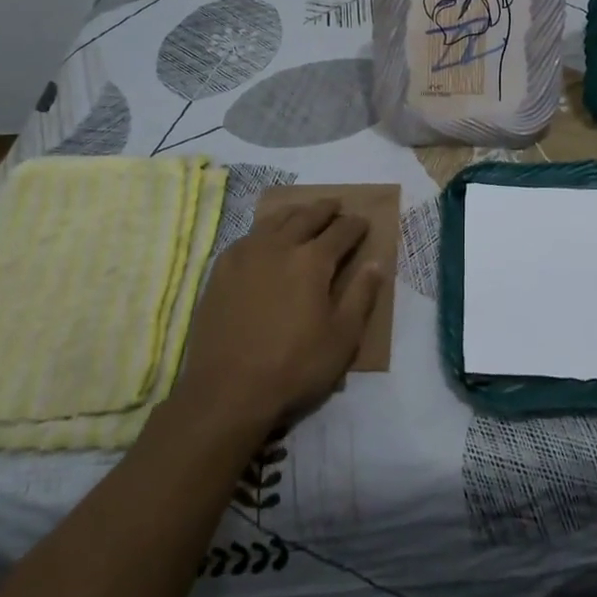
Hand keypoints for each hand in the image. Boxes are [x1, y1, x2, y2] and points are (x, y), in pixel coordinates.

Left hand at [171, 199, 381, 434]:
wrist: (226, 392)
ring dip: (294, 212)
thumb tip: (376, 263)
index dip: (355, 225)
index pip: (341, 232)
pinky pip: (247, 237)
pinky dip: (264, 230)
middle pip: (306, 216)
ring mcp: (245, 256)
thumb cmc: (293, 367)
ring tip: (303, 212)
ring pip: (274, 220)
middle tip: (337, 205)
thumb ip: (361, 296)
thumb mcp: (342, 338)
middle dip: (325, 209)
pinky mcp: (220, 271)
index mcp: (312, 261)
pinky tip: (265, 238)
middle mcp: (279, 247)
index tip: (364, 222)